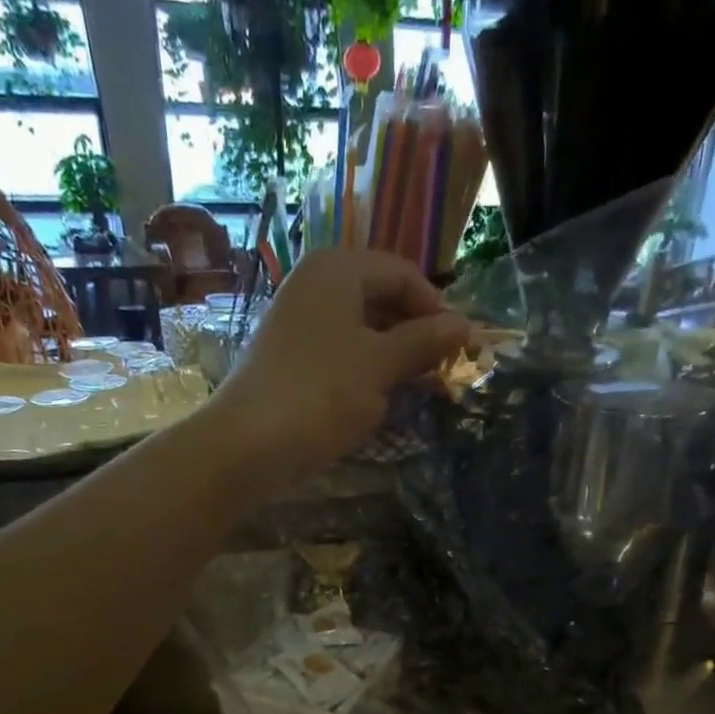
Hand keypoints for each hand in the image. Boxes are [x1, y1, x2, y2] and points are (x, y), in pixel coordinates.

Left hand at [208, 249, 469, 486]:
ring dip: (392, 357)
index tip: (460, 347)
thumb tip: (465, 325)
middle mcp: (314, 285)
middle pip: (380, 299)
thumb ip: (424, 342)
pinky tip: (378, 401)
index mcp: (337, 269)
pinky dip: (364, 373)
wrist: (249, 444)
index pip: (402, 273)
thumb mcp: (382, 365)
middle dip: (414, 334)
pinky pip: (339, 355)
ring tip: (416, 390)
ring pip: (360, 330)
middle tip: (441, 371)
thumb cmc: (322, 393)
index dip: (436, 308)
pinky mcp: (289, 359)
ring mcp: (297, 323)